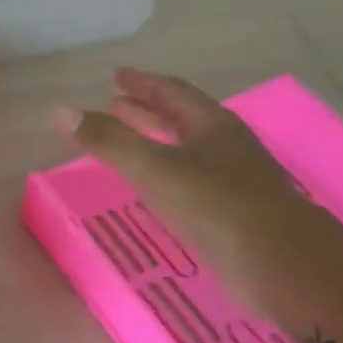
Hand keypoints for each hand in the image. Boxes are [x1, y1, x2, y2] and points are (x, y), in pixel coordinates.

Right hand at [65, 69, 328, 313]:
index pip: (173, 93)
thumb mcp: (156, 169)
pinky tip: (155, 190)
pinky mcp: (232, 214)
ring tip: (128, 144)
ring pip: (187, 151)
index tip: (117, 77)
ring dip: (156, 142)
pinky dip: (166, 175)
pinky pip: (191, 182)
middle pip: (182, 119)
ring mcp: (233, 181)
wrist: (282, 265)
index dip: (143, 83)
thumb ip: (109, 142)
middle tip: (115, 105)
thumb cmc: (217, 207)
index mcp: (212, 126)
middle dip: (147, 111)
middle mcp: (225, 147)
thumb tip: (59, 112)